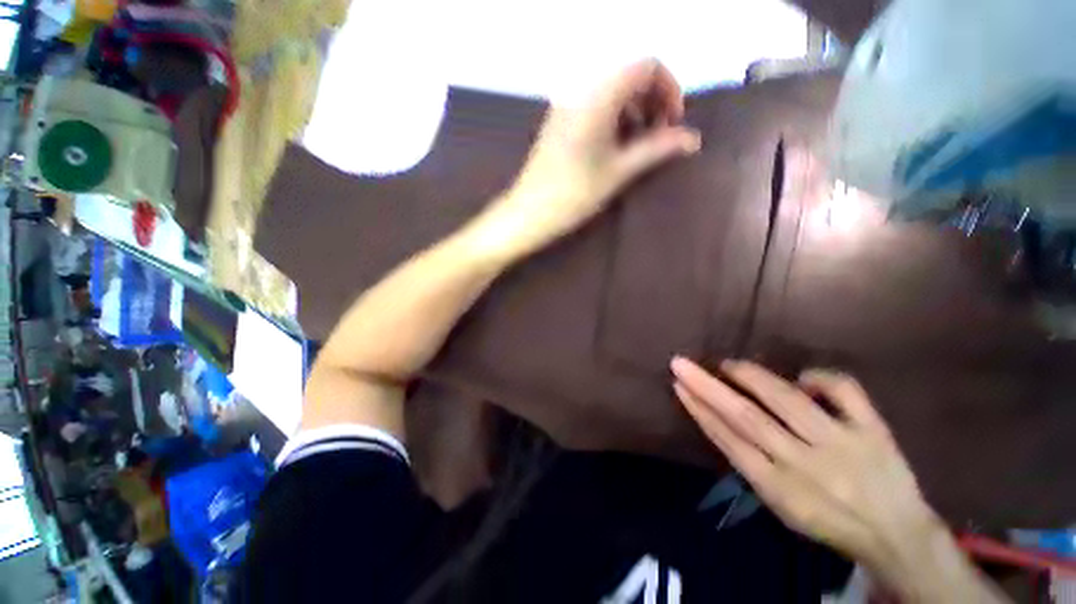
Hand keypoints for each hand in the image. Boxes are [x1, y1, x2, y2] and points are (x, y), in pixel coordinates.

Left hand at [486, 59, 700, 256]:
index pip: (646, 66)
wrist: (529, 213)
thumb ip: (657, 149)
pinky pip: (594, 108)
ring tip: (638, 148)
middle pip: (629, 78)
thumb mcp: (619, 171)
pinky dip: (613, 121)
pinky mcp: (559, 122)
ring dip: (633, 114)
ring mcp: (566, 106)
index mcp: (598, 94)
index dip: (669, 89)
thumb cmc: (574, 194)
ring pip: (612, 94)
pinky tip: (615, 149)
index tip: (673, 123)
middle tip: (659, 139)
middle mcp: (580, 90)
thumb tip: (692, 139)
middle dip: (652, 102)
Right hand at [670, 358, 939, 568]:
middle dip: (708, 387)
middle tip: (682, 363)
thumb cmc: (827, 521)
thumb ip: (751, 464)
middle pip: (747, 417)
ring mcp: (843, 444)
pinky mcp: (874, 430)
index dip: (700, 410)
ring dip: (752, 376)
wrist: (896, 535)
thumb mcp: (781, 506)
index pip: (728, 441)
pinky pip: (845, 392)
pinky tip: (802, 377)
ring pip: (788, 400)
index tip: (679, 385)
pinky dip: (820, 377)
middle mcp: (806, 464)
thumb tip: (721, 418)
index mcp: (779, 488)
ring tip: (729, 364)